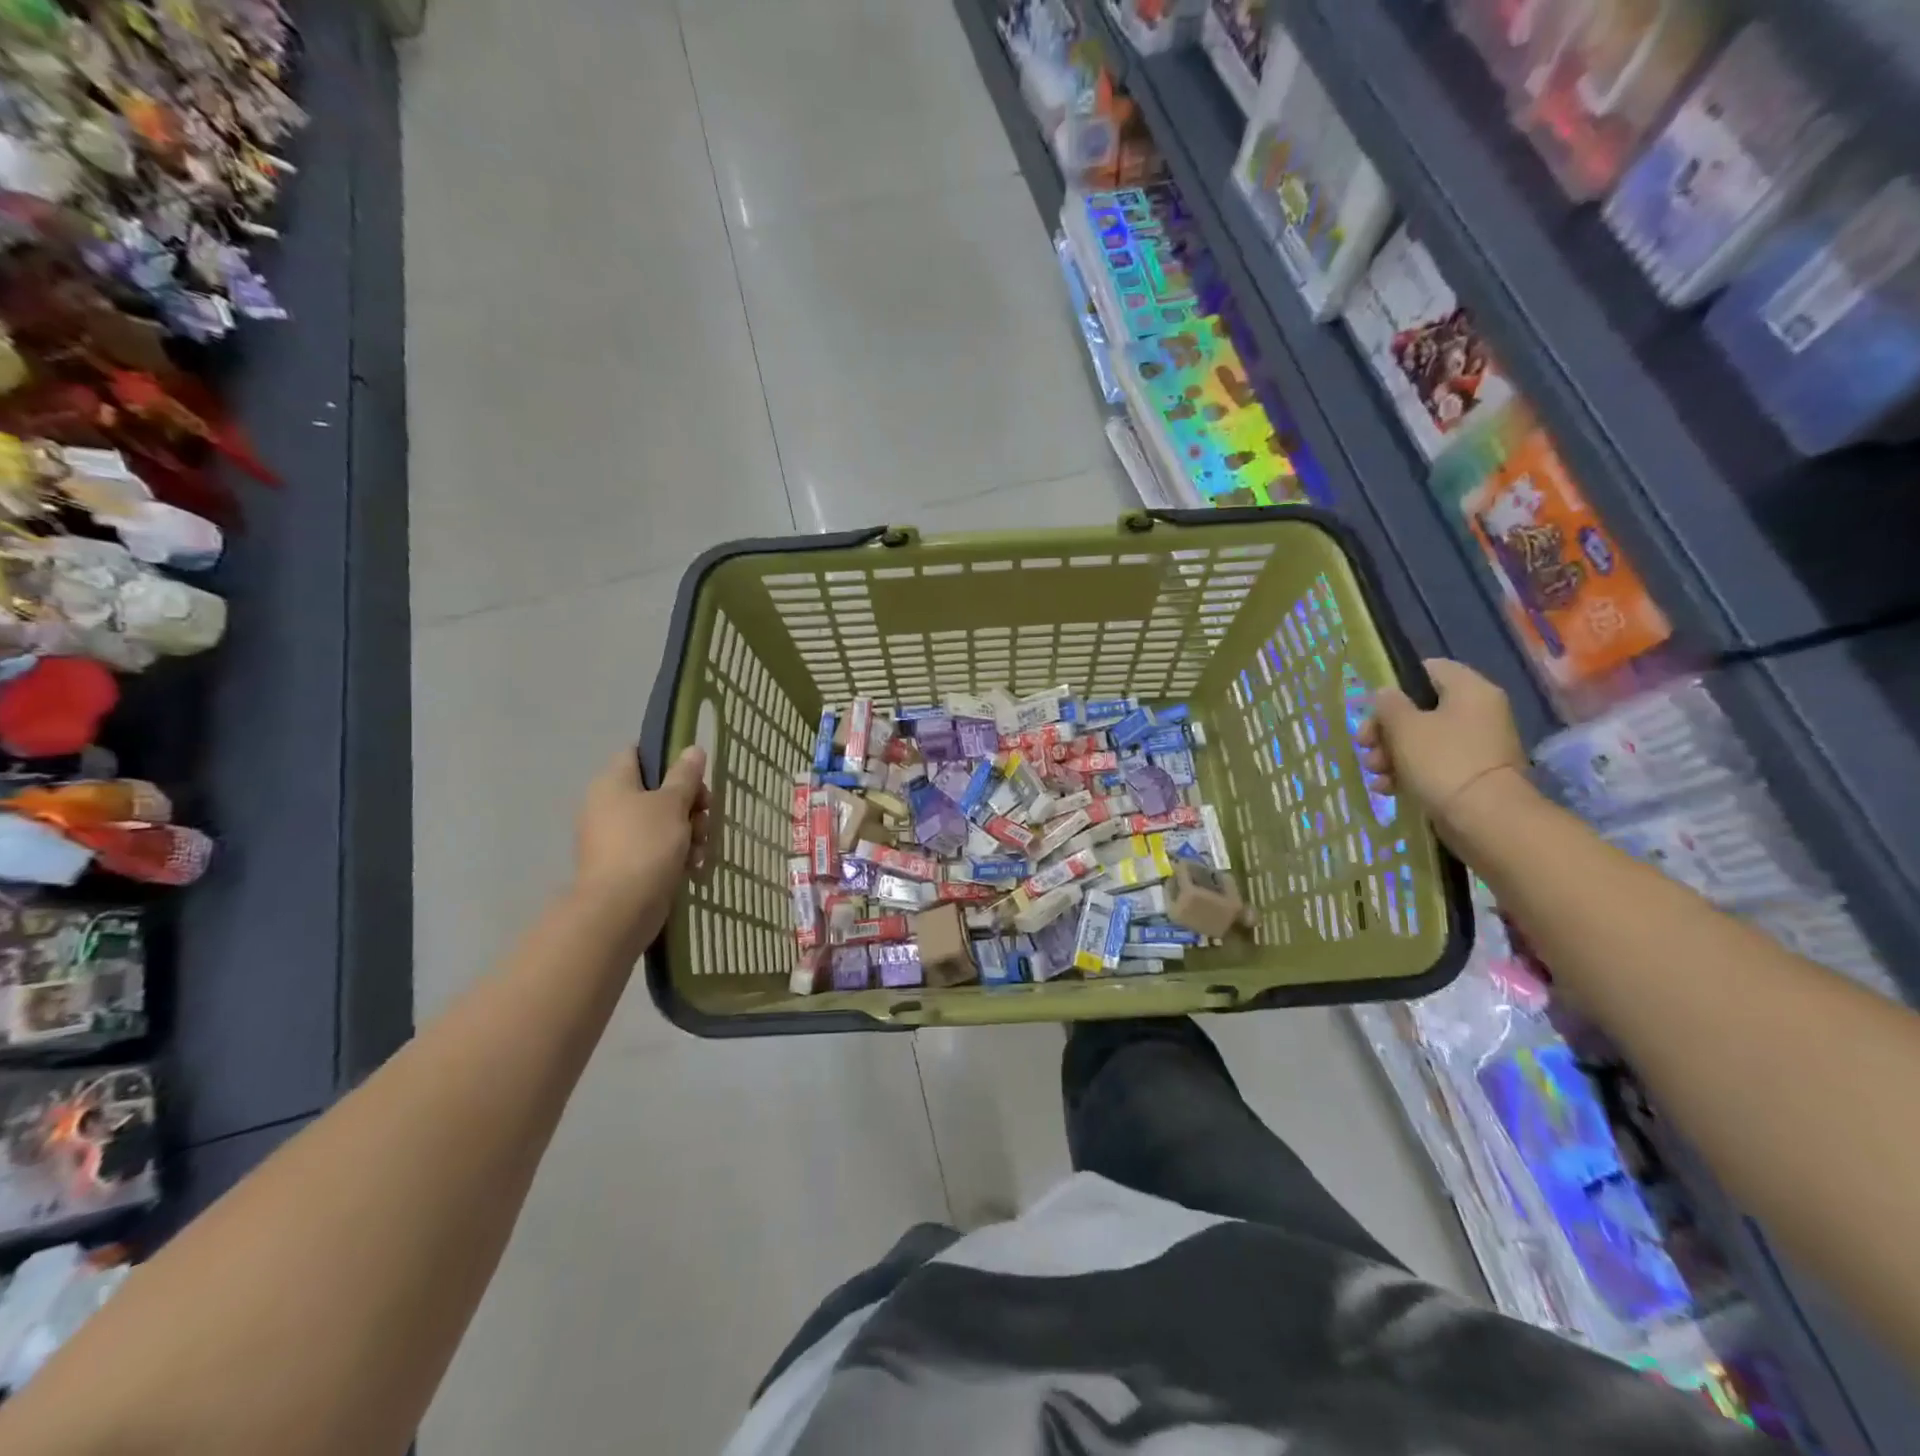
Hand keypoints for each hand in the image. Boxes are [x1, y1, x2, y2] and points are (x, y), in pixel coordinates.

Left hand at [571, 747, 708, 935]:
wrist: (620, 909)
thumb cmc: (646, 845)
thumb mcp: (672, 804)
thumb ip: (685, 775)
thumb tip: (693, 749)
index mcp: (612, 783)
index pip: (638, 754)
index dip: (668, 759)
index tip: (694, 776)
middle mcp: (608, 806)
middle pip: (658, 791)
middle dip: (690, 804)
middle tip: (706, 815)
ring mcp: (615, 838)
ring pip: (663, 822)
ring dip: (689, 832)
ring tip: (701, 849)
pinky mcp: (625, 865)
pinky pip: (656, 849)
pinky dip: (677, 855)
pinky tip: (693, 868)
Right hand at [1357, 659, 1530, 833]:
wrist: (1485, 818)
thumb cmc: (1442, 761)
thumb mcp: (1404, 726)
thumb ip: (1388, 704)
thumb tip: (1386, 694)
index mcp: (1470, 690)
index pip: (1430, 669)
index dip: (1396, 684)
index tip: (1373, 707)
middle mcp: (1478, 713)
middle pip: (1419, 709)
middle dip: (1385, 729)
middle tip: (1364, 745)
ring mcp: (1476, 746)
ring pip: (1421, 739)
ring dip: (1390, 754)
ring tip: (1374, 772)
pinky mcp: (1469, 775)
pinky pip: (1432, 765)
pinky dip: (1407, 773)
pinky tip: (1387, 788)